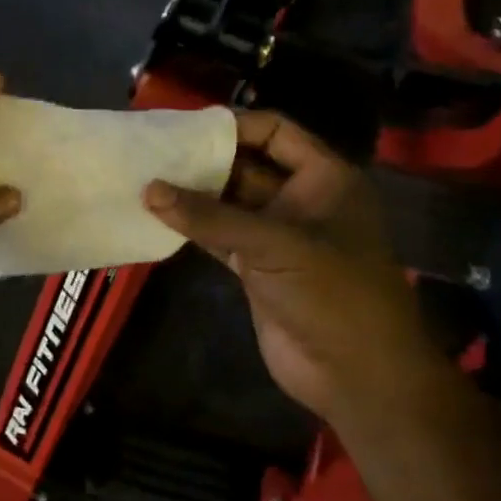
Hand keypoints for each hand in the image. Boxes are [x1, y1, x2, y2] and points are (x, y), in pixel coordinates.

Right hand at [143, 110, 439, 421]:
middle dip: (204, 159)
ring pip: (228, 204)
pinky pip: (219, 238)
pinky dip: (192, 229)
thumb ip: (210, 217)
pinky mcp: (256, 269)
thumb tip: (149, 189)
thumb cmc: (332, 294)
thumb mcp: (275, 245)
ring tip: (144, 180)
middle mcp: (300, 199)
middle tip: (152, 151)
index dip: (232, 125)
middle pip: (246, 165)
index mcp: (324, 178)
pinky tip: (156, 219)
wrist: (356, 375)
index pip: (275, 131)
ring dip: (193, 195)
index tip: (183, 128)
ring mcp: (277, 236)